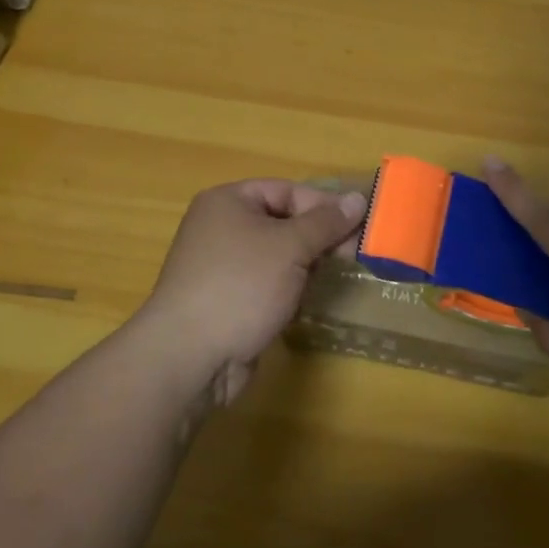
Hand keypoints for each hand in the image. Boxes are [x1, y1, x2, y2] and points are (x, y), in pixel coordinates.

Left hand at [133, 179, 366, 407]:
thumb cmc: (240, 286)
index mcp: (228, 201)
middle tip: (353, 254)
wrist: (189, 357)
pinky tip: (305, 302)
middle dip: (318, 237)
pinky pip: (266, 283)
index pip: (287, 190)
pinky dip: (288, 288)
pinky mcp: (226, 300)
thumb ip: (326, 223)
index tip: (359, 226)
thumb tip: (359, 199)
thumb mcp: (290, 246)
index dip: (323, 206)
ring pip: (276, 255)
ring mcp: (221, 266)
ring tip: (335, 276)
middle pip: (282, 221)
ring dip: (305, 265)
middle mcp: (221, 227)